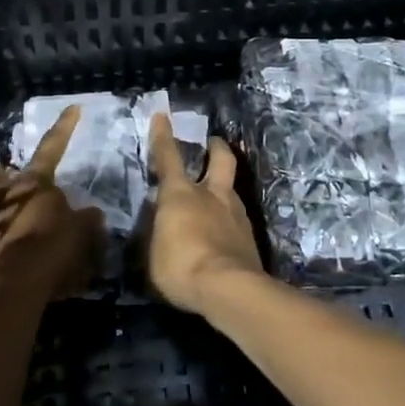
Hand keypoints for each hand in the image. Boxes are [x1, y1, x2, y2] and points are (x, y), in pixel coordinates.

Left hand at [0, 105, 105, 300]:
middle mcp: (8, 194)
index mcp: (35, 181)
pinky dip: (10, 240)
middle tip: (8, 178)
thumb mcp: (83, 229)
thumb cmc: (54, 242)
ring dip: (3, 210)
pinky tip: (28, 255)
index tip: (73, 107)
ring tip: (24, 225)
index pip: (53, 146)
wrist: (20, 280)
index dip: (64, 126)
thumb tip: (91, 215)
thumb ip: (87, 219)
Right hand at [146, 113, 262, 315]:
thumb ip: (159, 231)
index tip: (162, 116)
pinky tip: (224, 236)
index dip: (163, 136)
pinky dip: (229, 222)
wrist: (228, 289)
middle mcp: (211, 195)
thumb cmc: (180, 266)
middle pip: (221, 160)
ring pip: (232, 190)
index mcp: (180, 193)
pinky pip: (237, 221)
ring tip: (216, 200)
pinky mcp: (250, 239)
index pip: (168, 157)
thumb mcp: (154, 250)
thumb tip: (163, 223)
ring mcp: (236, 215)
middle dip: (216, 148)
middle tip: (214, 143)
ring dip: (224, 189)